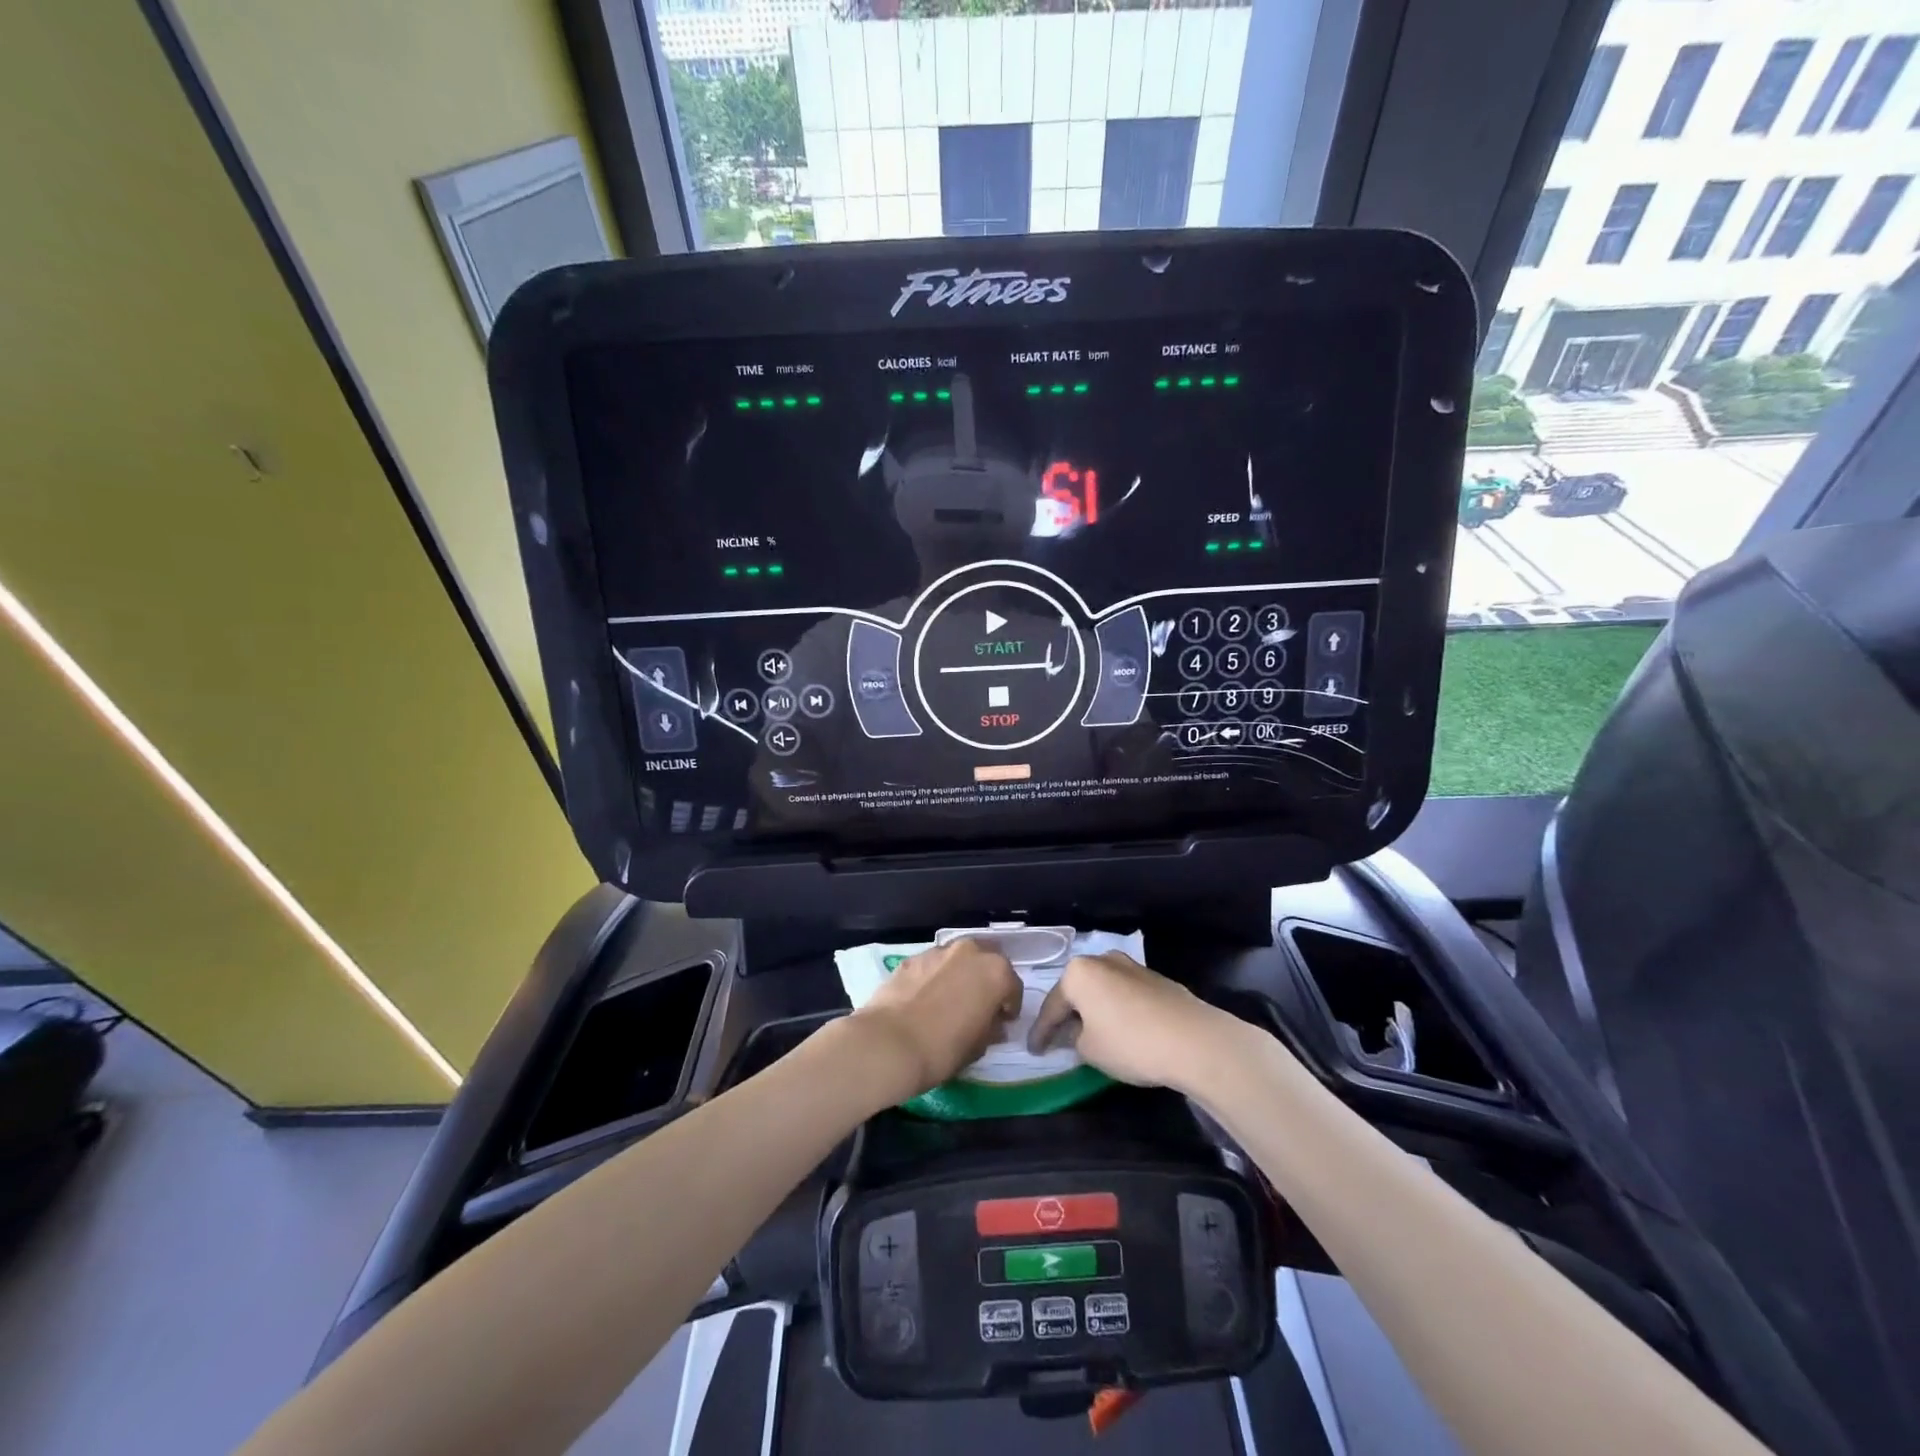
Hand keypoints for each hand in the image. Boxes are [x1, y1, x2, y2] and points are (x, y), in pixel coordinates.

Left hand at [849, 939, 1023, 1102]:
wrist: (889, 1043)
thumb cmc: (944, 1048)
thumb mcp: (979, 1046)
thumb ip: (991, 1028)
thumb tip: (993, 1025)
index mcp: (995, 971)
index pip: (1012, 986)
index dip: (1009, 1006)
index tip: (1002, 1022)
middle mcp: (970, 952)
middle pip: (986, 961)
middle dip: (986, 980)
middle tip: (979, 1005)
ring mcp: (938, 951)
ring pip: (958, 960)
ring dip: (960, 975)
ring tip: (950, 1001)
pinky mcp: (911, 958)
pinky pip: (933, 966)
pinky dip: (935, 977)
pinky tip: (926, 1000)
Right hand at [1027, 951, 1229, 1091]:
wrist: (1194, 1040)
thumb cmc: (1131, 1043)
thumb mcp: (1089, 1050)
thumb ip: (1074, 1038)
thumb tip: (1078, 1032)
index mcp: (1078, 973)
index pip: (1051, 1006)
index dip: (1041, 1032)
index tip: (1034, 1050)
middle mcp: (1102, 960)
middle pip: (1076, 991)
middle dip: (1067, 1014)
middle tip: (1058, 1039)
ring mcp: (1131, 966)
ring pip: (1102, 989)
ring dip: (1093, 1009)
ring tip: (1089, 1033)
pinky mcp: (1155, 978)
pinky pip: (1124, 994)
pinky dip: (1116, 1009)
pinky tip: (1119, 1028)